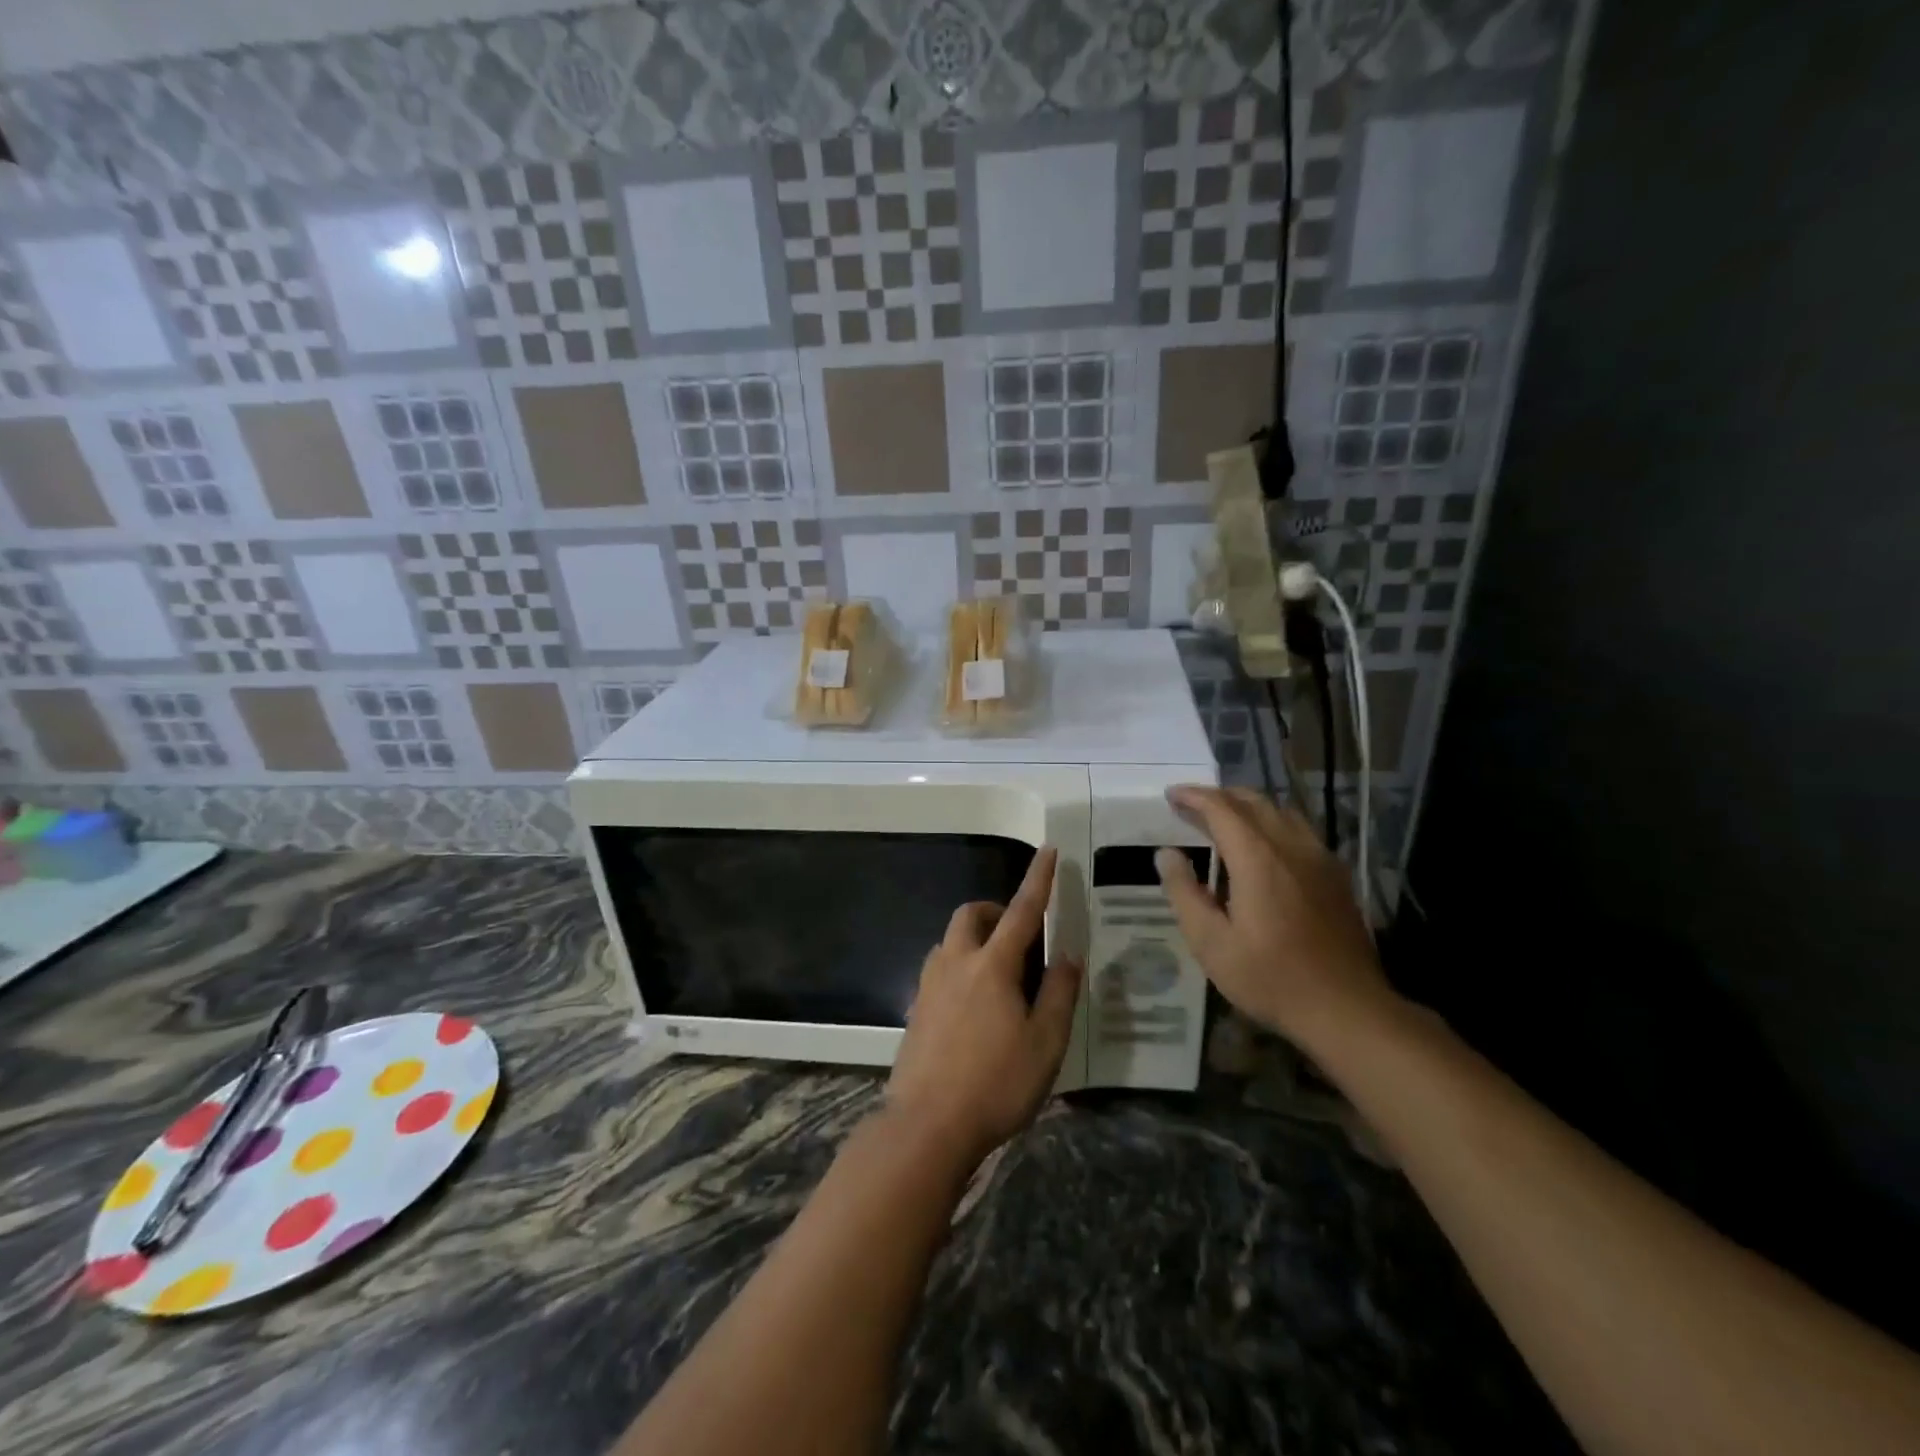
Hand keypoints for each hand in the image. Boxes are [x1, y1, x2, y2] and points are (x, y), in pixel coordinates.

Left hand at [885, 847, 1081, 1170]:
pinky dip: (960, 965)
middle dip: (995, 910)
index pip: (1021, 910)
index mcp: (993, 965)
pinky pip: (939, 968)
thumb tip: (1067, 953)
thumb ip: (1058, 992)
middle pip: (971, 915)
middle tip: (1019, 934)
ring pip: (950, 940)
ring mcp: (930, 984)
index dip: (1038, 879)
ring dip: (975, 938)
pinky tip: (973, 1003)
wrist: (926, 1125)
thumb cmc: (996, 1083)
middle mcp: (956, 963)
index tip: (1048, 850)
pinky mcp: (916, 1008)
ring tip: (999, 971)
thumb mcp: (1045, 1043)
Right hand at [1155, 787, 1397, 1051]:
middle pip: (1254, 802)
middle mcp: (1292, 847)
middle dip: (1219, 796)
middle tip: (1191, 805)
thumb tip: (1166, 854)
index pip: (1221, 808)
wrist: (1347, 1009)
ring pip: (1282, 812)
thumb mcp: (1210, 943)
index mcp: (1258, 858)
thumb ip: (1184, 892)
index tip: (1170, 794)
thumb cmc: (1270, 978)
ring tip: (1225, 819)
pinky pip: (1301, 831)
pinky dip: (1274, 824)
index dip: (1193, 796)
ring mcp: (1320, 860)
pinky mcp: (1336, 877)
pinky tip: (1265, 847)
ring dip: (1249, 806)